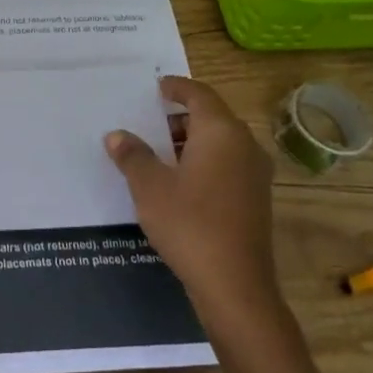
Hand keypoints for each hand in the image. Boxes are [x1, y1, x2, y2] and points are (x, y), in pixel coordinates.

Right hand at [105, 76, 280, 332]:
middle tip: (146, 121)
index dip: (176, 87)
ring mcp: (254, 175)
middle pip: (211, 118)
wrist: (235, 286)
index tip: (156, 87)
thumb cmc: (189, 223)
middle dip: (178, 117)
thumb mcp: (149, 186)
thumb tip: (117, 135)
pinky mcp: (255, 200)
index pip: (199, 94)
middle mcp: (244, 146)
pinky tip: (175, 181)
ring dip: (188, 142)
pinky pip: (225, 165)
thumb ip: (132, 155)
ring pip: (219, 144)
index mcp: (221, 132)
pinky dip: (201, 162)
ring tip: (154, 152)